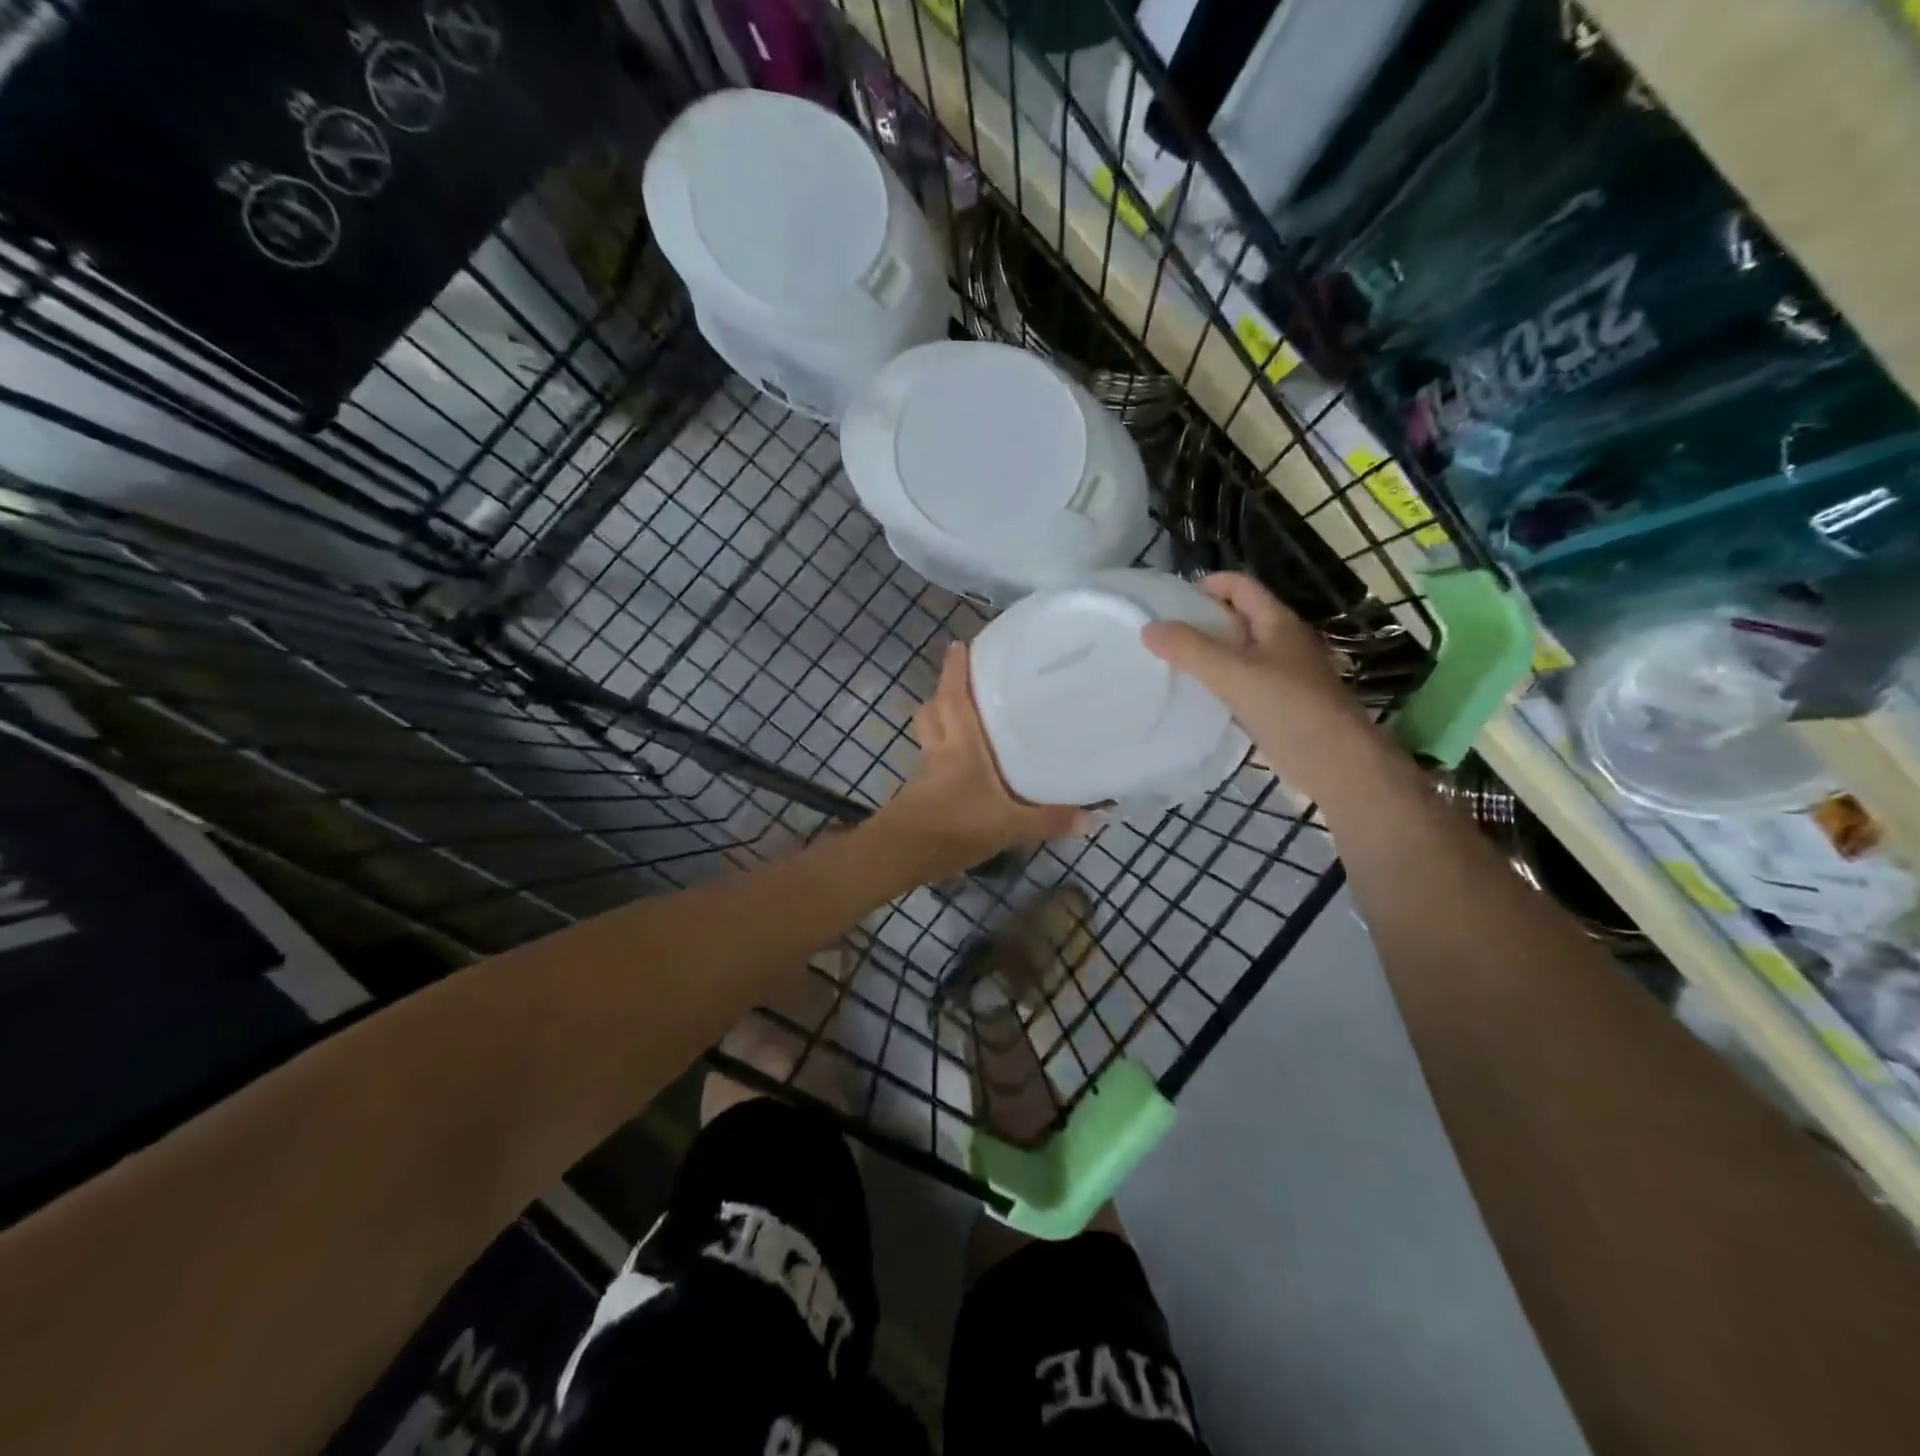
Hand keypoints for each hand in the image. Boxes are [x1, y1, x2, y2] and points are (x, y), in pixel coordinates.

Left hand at [872, 641, 1083, 880]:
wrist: (900, 856)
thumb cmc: (953, 828)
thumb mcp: (1008, 826)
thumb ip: (1047, 820)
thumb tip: (1090, 816)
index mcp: (960, 747)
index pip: (953, 698)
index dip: (954, 671)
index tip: (958, 645)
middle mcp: (939, 752)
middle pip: (932, 712)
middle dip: (943, 694)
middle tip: (965, 685)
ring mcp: (925, 774)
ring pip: (929, 737)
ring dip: (941, 724)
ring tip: (967, 723)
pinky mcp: (918, 796)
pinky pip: (931, 763)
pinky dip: (943, 758)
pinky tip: (963, 773)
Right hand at [1140, 572, 1379, 795]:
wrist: (1336, 763)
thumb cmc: (1288, 708)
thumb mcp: (1233, 673)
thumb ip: (1189, 649)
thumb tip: (1148, 628)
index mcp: (1277, 622)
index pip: (1238, 585)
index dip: (1205, 585)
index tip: (1168, 604)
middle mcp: (1280, 642)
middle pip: (1235, 617)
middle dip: (1199, 621)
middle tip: (1160, 636)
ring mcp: (1281, 675)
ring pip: (1236, 653)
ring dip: (1205, 655)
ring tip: (1167, 666)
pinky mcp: (1277, 705)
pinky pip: (1239, 683)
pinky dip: (1216, 684)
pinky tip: (1193, 698)